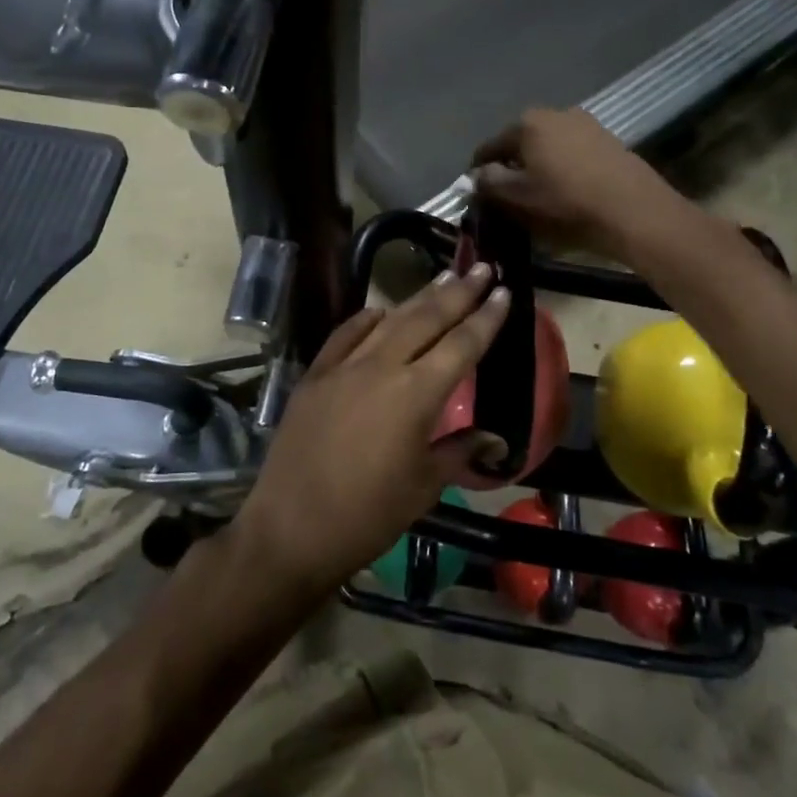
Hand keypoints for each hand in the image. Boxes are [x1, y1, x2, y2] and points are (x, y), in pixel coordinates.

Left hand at [230, 265, 510, 596]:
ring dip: (418, 298)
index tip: (503, 292)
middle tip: (481, 268)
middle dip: (458, 292)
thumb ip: (459, 450)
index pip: (461, 345)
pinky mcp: (314, 376)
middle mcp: (381, 367)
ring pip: (388, 320)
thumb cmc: (368, 514)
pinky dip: (365, 319)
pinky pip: (344, 335)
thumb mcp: (424, 486)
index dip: (486, 318)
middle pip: (427, 319)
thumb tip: (494, 437)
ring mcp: (343, 367)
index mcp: (416, 394)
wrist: (292, 527)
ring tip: (444, 277)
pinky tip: (379, 310)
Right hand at [471, 107, 678, 257]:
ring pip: (548, 147)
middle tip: (509, 198)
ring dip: (539, 167)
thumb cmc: (565, 204)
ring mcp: (586, 123)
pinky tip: (568, 191)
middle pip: (520, 143)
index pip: (488, 148)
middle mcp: (555, 113)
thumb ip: (488, 182)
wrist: (634, 211)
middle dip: (511, 167)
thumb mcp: (516, 197)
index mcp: (527, 123)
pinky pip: (573, 153)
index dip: (478, 173)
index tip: (479, 196)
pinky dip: (564, 168)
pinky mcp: (608, 140)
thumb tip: (477, 175)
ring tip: (540, 196)